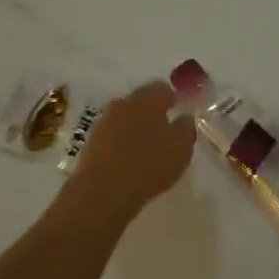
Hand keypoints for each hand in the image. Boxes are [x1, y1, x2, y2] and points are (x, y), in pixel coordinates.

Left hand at [64, 80, 196, 222]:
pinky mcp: (91, 139)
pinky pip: (112, 133)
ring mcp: (104, 120)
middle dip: (153, 112)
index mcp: (147, 99)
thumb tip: (185, 116)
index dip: (173, 99)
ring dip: (136, 126)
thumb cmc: (150, 165)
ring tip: (146, 147)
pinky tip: (128, 158)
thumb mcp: (182, 149)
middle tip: (164, 130)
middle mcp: (124, 103)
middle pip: (141, 100)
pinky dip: (121, 140)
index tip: (179, 112)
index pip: (162, 88)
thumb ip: (186, 128)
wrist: (103, 190)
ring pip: (125, 116)